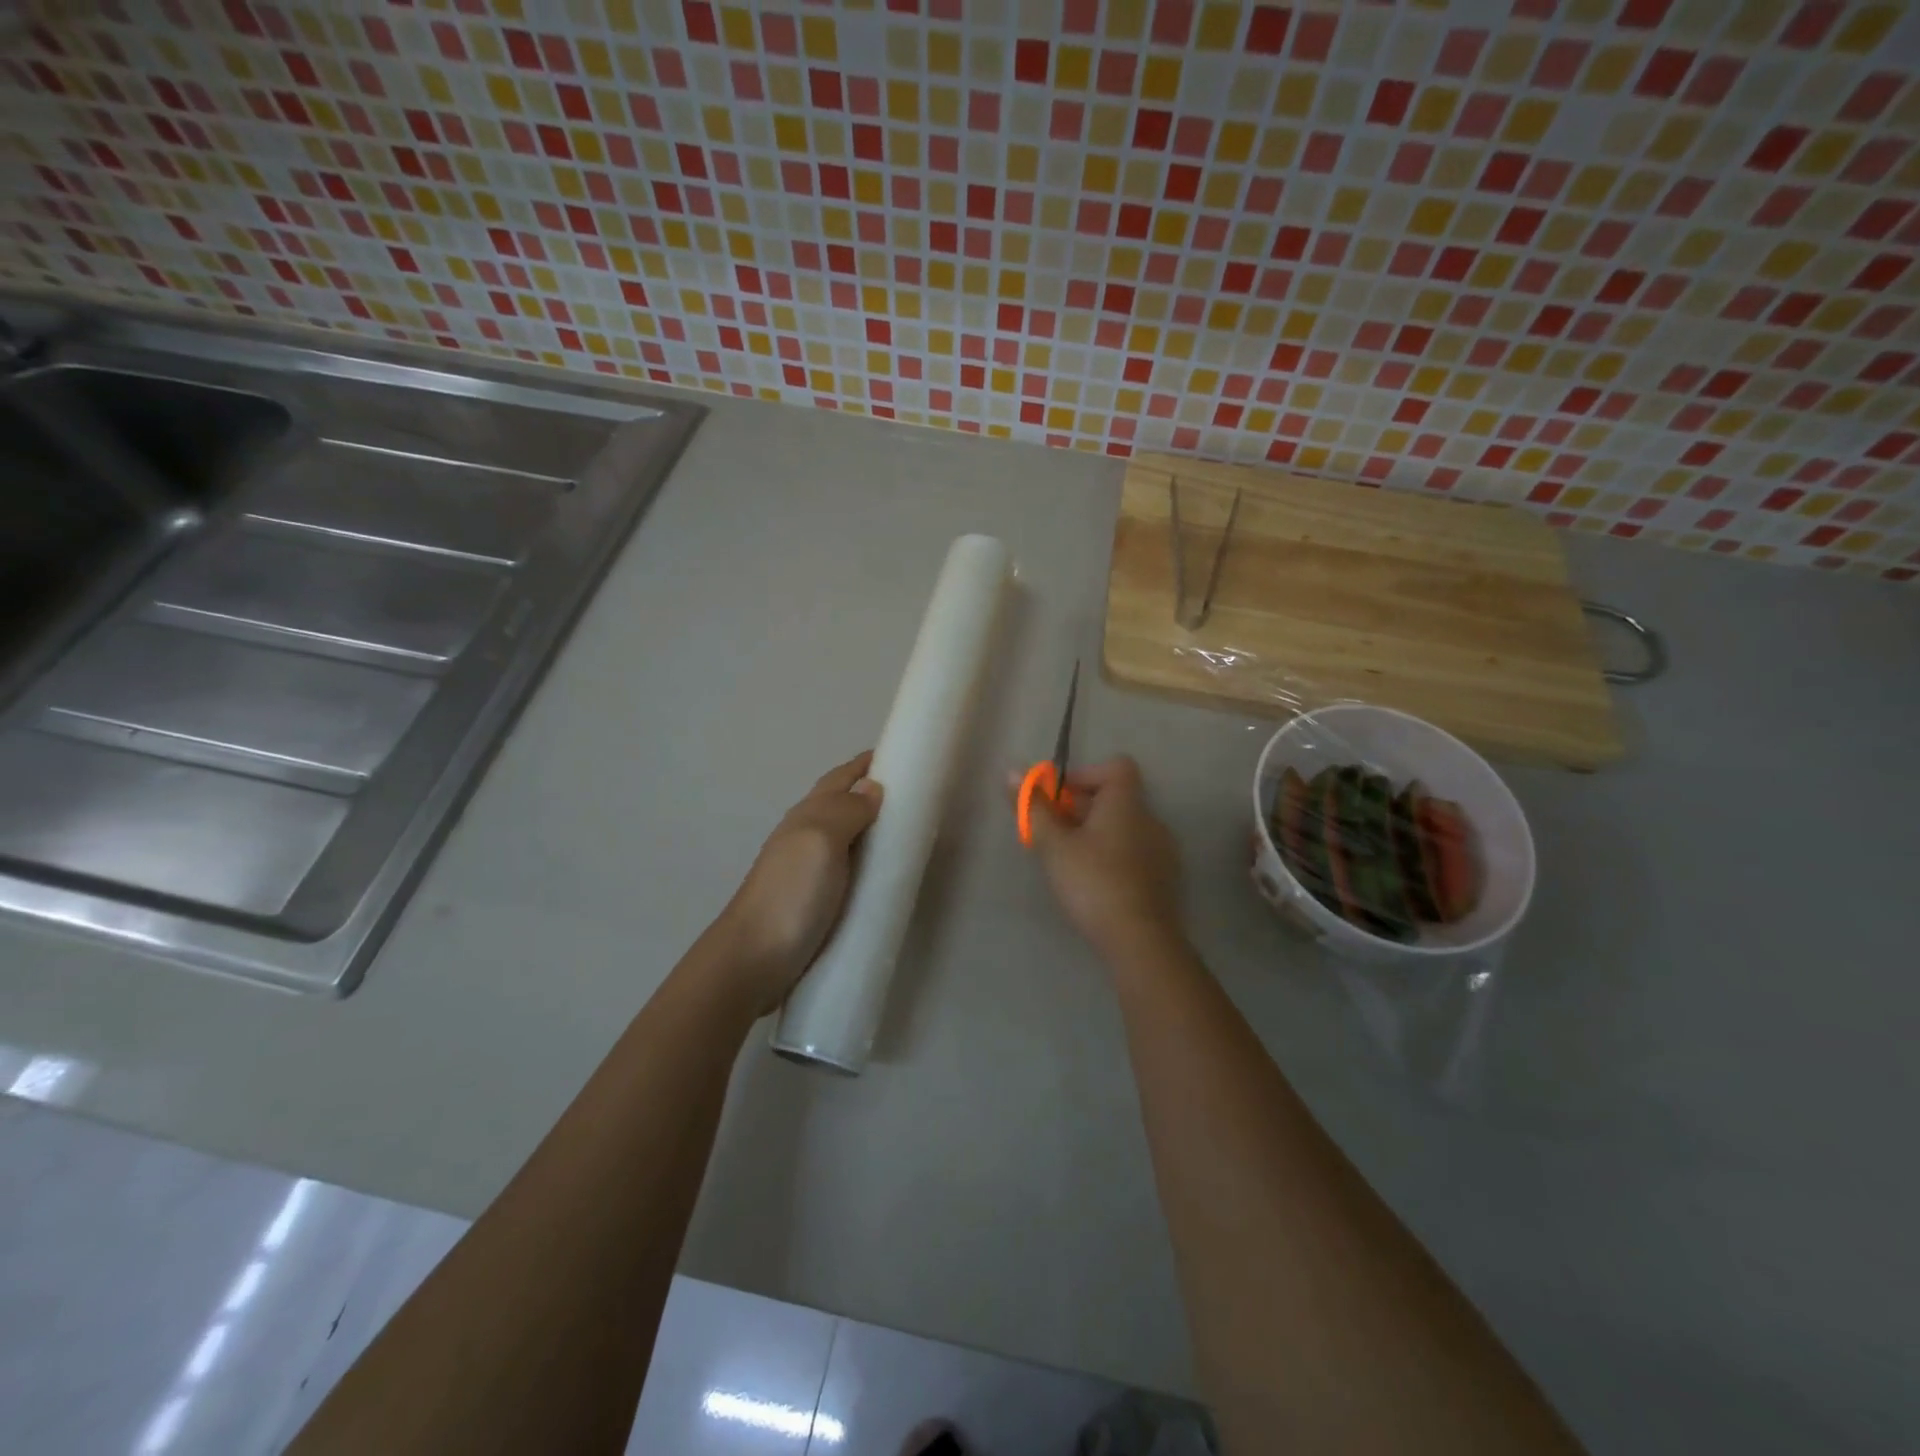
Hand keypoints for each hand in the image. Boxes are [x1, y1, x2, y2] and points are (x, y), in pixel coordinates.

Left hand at [718, 752, 882, 1013]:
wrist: (753, 961)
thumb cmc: (790, 894)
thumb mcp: (821, 840)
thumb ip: (847, 811)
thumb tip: (872, 786)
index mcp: (808, 816)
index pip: (841, 778)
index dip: (866, 764)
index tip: (902, 755)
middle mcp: (806, 837)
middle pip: (843, 805)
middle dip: (874, 793)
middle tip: (917, 797)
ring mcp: (809, 872)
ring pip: (846, 838)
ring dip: (872, 829)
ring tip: (908, 834)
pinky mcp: (815, 903)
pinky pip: (849, 871)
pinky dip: (868, 864)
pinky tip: (884, 878)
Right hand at [1023, 756, 1185, 962]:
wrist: (1141, 941)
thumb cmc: (1093, 883)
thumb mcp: (1055, 845)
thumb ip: (1034, 808)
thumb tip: (1012, 773)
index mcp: (1127, 804)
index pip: (1116, 767)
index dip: (1085, 774)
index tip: (1058, 798)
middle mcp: (1151, 820)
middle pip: (1116, 799)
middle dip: (1081, 809)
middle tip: (1051, 833)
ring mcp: (1163, 851)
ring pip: (1125, 828)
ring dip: (1096, 834)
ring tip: (1069, 860)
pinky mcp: (1165, 880)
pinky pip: (1135, 853)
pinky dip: (1113, 856)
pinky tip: (1094, 883)